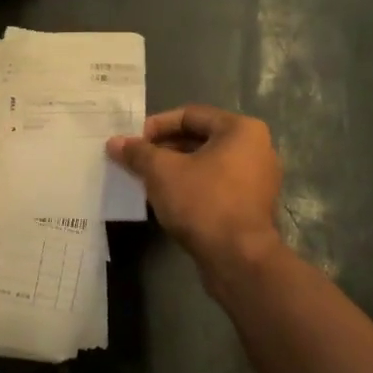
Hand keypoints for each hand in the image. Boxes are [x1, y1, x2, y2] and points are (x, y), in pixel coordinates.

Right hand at [108, 106, 281, 269]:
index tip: (133, 142)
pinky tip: (167, 199)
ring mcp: (258, 179)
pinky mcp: (252, 206)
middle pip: (199, 138)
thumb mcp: (161, 171)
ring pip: (207, 164)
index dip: (156, 125)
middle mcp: (256, 148)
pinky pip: (216, 185)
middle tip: (136, 161)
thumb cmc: (203, 202)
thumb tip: (114, 142)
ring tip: (146, 180)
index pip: (190, 115)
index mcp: (241, 130)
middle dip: (164, 149)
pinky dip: (191, 186)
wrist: (238, 258)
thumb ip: (138, 152)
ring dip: (175, 169)